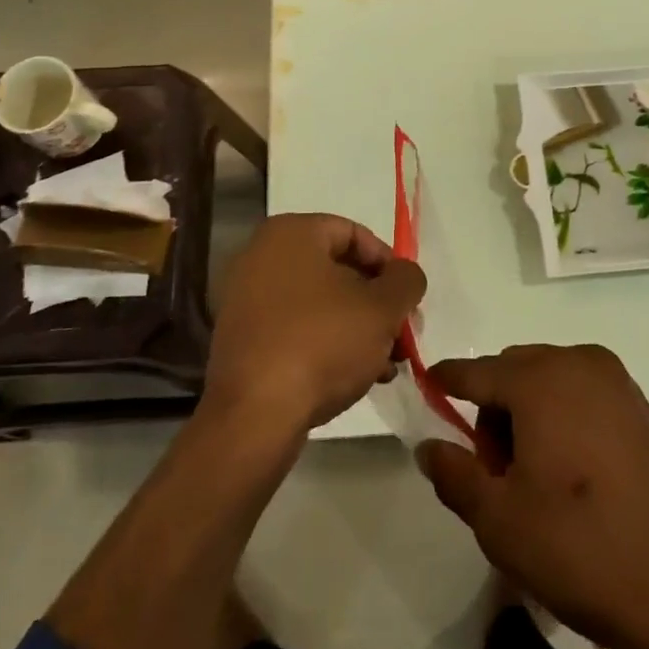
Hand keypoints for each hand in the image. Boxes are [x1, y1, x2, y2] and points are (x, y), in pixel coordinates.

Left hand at [205, 214, 424, 435]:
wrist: (254, 416)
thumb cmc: (322, 343)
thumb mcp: (382, 308)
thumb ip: (406, 281)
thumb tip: (405, 275)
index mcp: (290, 233)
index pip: (353, 233)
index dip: (388, 264)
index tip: (407, 298)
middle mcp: (261, 256)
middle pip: (335, 270)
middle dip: (375, 302)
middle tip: (400, 333)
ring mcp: (245, 299)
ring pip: (317, 303)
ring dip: (356, 327)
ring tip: (385, 364)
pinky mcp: (241, 339)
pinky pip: (294, 328)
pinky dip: (325, 344)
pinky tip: (353, 377)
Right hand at [417, 345, 648, 648]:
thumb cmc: (581, 549)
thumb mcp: (500, 521)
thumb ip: (454, 474)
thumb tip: (428, 445)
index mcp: (540, 378)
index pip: (476, 370)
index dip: (446, 380)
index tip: (427, 385)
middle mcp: (578, 362)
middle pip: (514, 371)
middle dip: (494, 408)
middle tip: (494, 470)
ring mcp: (616, 381)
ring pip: (550, 380)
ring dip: (529, 412)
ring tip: (533, 477)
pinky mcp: (641, 406)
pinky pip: (583, 394)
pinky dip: (563, 417)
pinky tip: (570, 473)